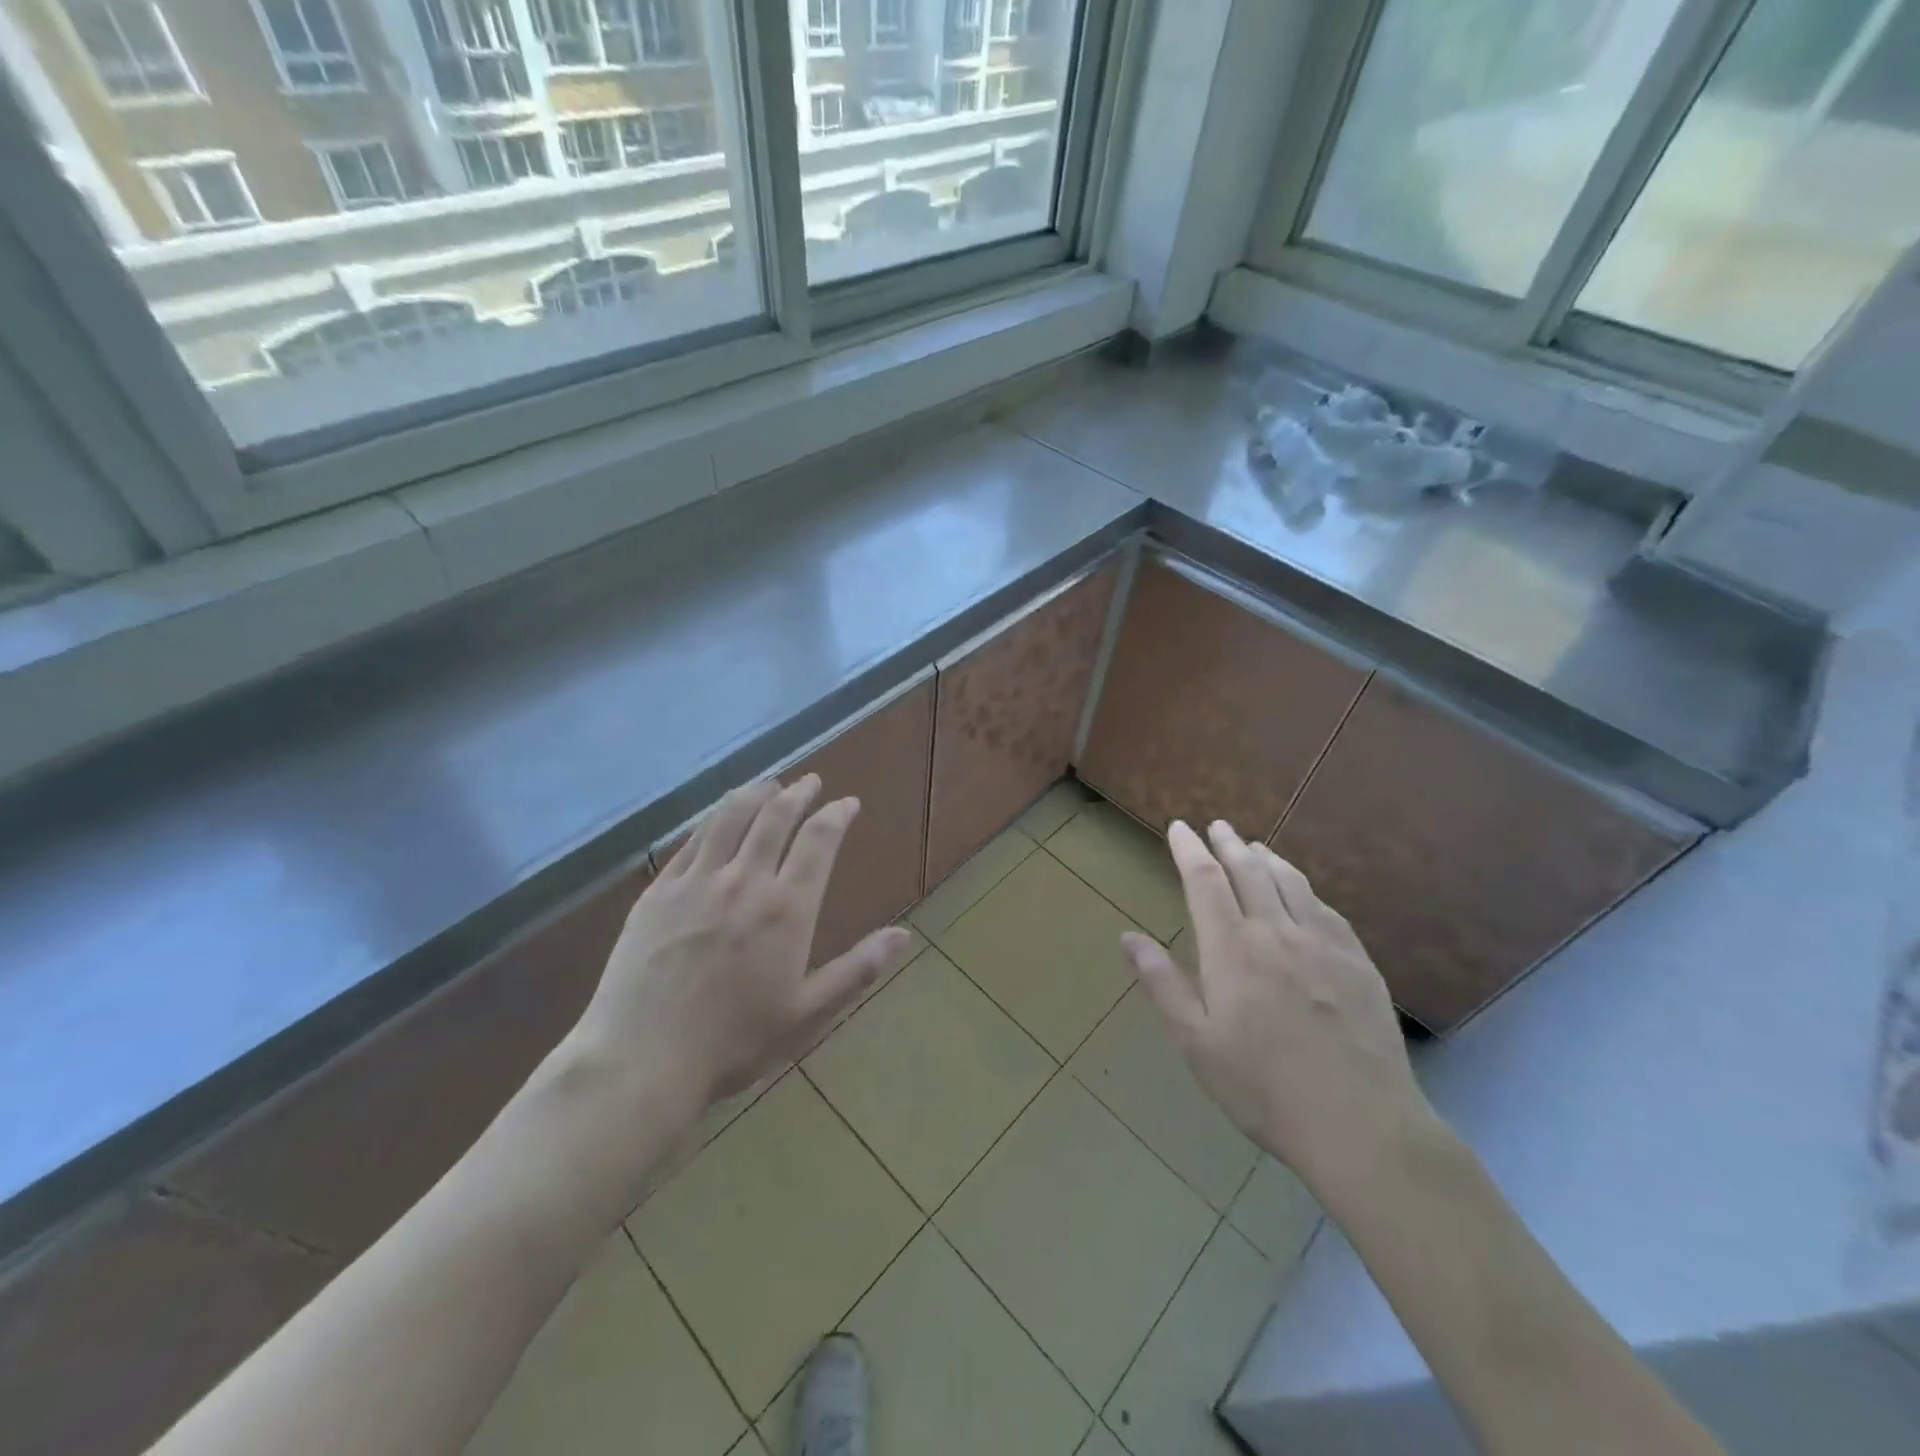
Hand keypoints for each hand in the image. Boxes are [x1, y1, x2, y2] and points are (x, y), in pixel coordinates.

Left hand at [570, 776, 914, 1117]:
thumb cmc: (734, 1042)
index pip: (819, 840)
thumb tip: (904, 935)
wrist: (642, 1059)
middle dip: (798, 793)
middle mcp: (745, 880)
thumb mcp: (808, 1013)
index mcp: (786, 908)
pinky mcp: (658, 891)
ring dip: (755, 794)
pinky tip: (718, 818)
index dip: (836, 814)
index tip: (847, 803)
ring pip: (730, 817)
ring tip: (768, 784)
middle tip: (810, 781)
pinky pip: (692, 841)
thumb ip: (858, 969)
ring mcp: (696, 881)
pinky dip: (713, 819)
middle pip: (775, 817)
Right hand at [1122, 820, 1436, 1204]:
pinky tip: (1304, 893)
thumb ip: (1161, 984)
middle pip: (1249, 871)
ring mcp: (1323, 944)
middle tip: (1217, 826)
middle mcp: (1276, 932)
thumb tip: (1127, 937)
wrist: (1360, 1125)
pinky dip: (1306, 889)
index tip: (1179, 827)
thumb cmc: (1262, 1088)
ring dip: (1268, 858)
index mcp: (1231, 949)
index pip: (1205, 880)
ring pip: (1291, 883)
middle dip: (1228, 844)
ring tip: (1255, 847)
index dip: (1189, 849)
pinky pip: (1326, 909)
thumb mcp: (1195, 1043)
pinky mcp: (1358, 963)